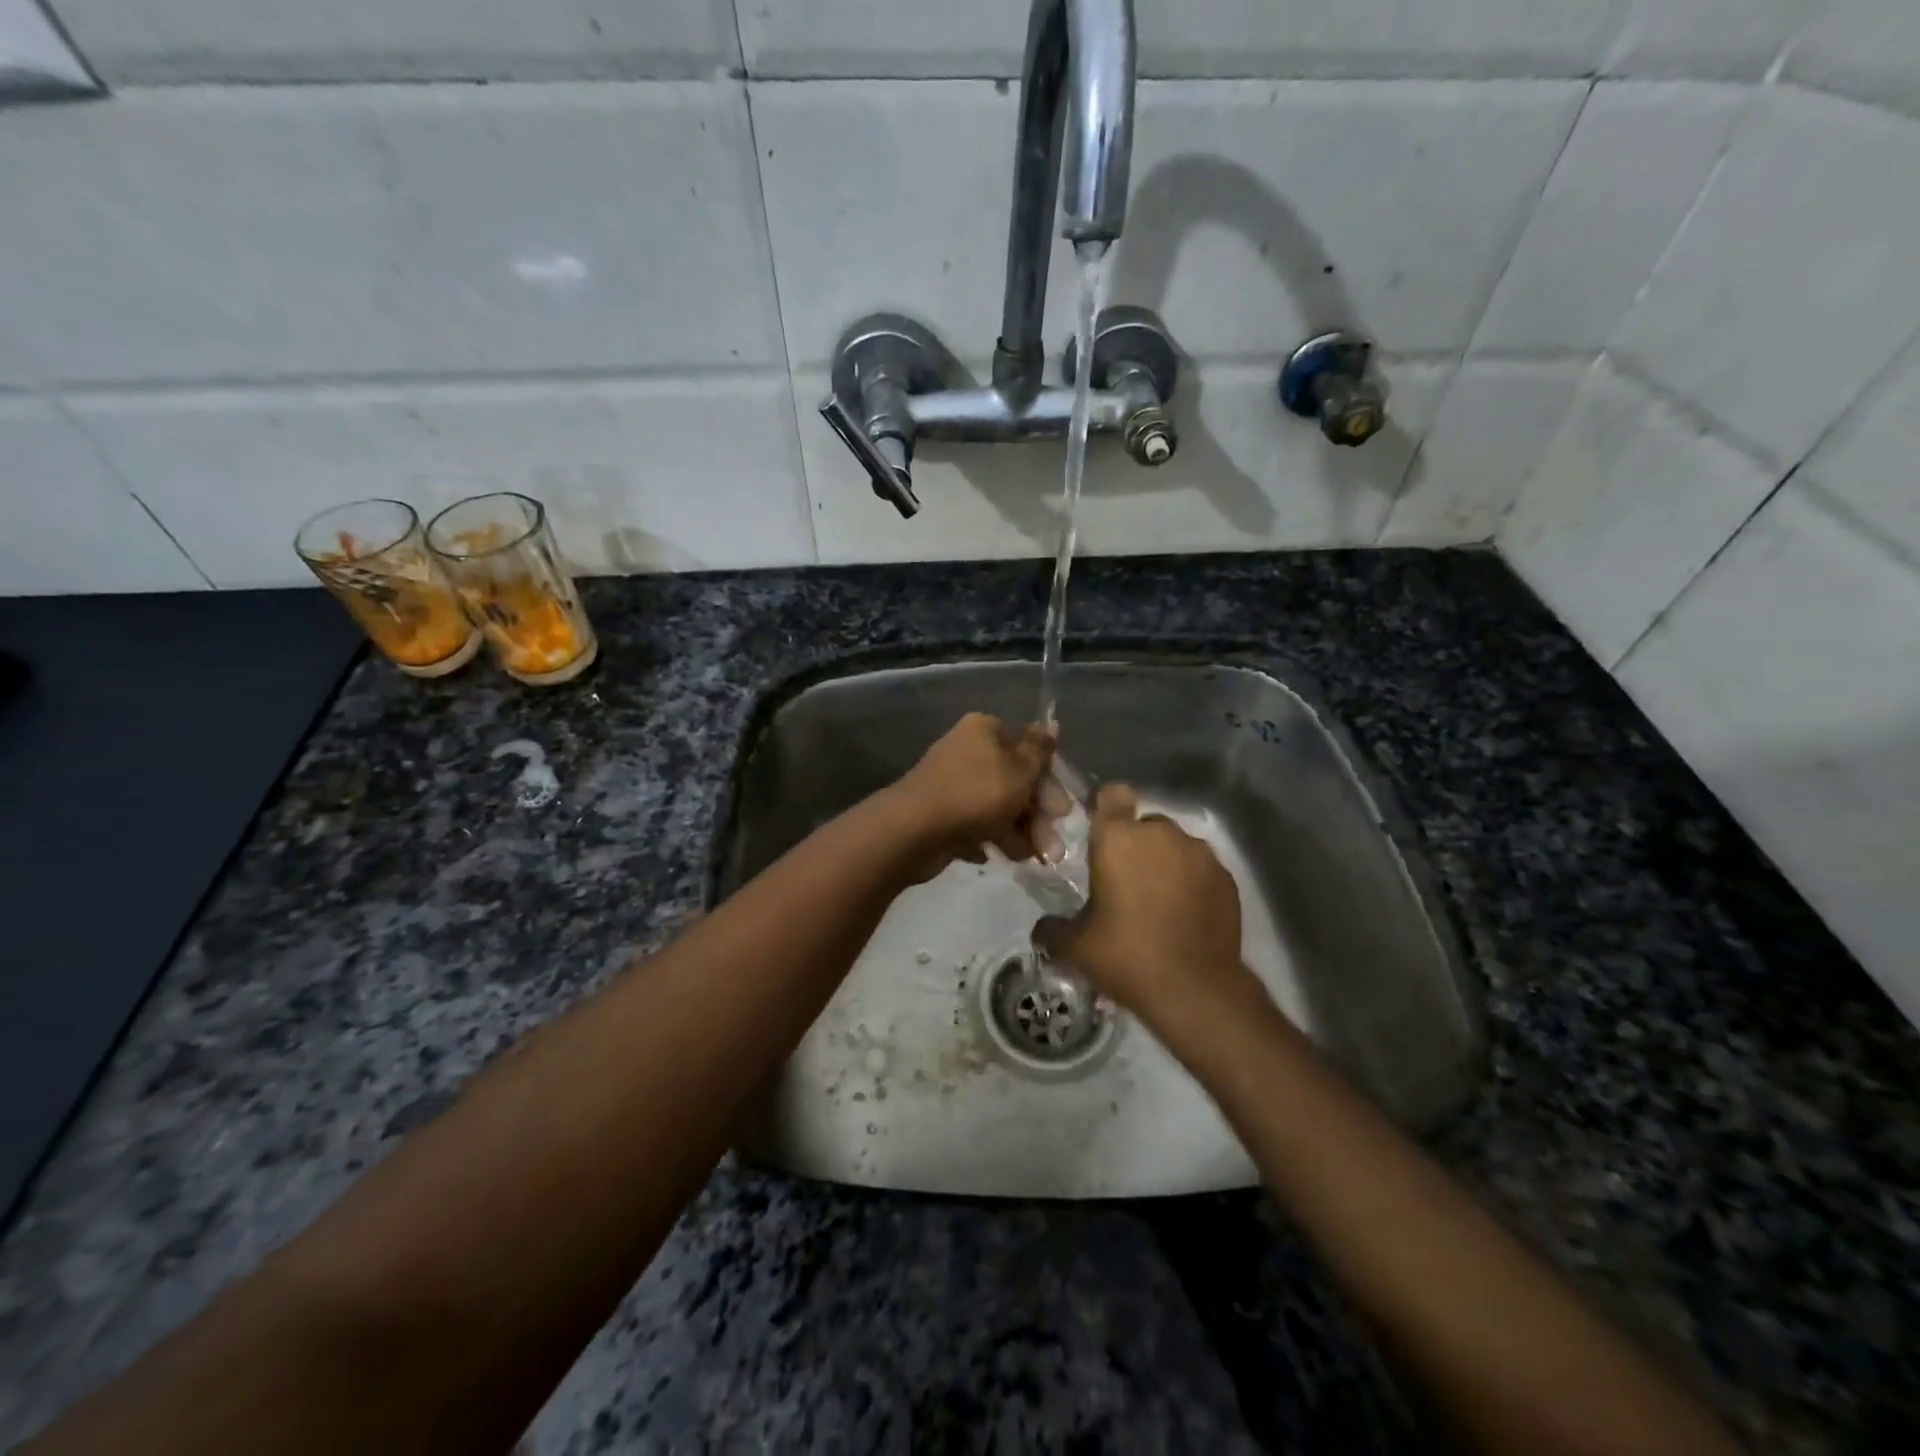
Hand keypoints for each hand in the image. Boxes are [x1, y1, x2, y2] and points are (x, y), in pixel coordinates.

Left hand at [886, 713, 1054, 877]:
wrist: (914, 829)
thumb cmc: (976, 794)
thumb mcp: (1019, 770)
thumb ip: (1039, 749)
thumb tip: (1051, 722)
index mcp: (984, 730)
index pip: (1028, 750)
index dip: (1049, 781)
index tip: (1063, 812)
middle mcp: (967, 751)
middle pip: (1014, 782)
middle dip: (1036, 816)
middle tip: (1052, 848)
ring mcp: (951, 783)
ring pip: (996, 807)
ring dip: (1018, 832)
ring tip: (1029, 858)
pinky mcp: (939, 813)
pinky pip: (973, 824)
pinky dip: (988, 839)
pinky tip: (995, 855)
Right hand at [1034, 784, 1260, 1027]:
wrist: (1196, 989)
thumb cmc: (1126, 956)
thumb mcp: (1075, 947)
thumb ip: (1053, 929)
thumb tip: (1044, 928)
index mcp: (1118, 838)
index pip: (1113, 794)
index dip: (1106, 807)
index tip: (1101, 833)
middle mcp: (1162, 834)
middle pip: (1146, 823)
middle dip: (1136, 845)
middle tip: (1125, 884)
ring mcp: (1200, 854)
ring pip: (1176, 846)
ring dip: (1166, 863)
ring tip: (1159, 902)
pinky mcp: (1227, 878)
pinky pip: (1202, 870)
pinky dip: (1193, 884)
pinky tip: (1185, 917)